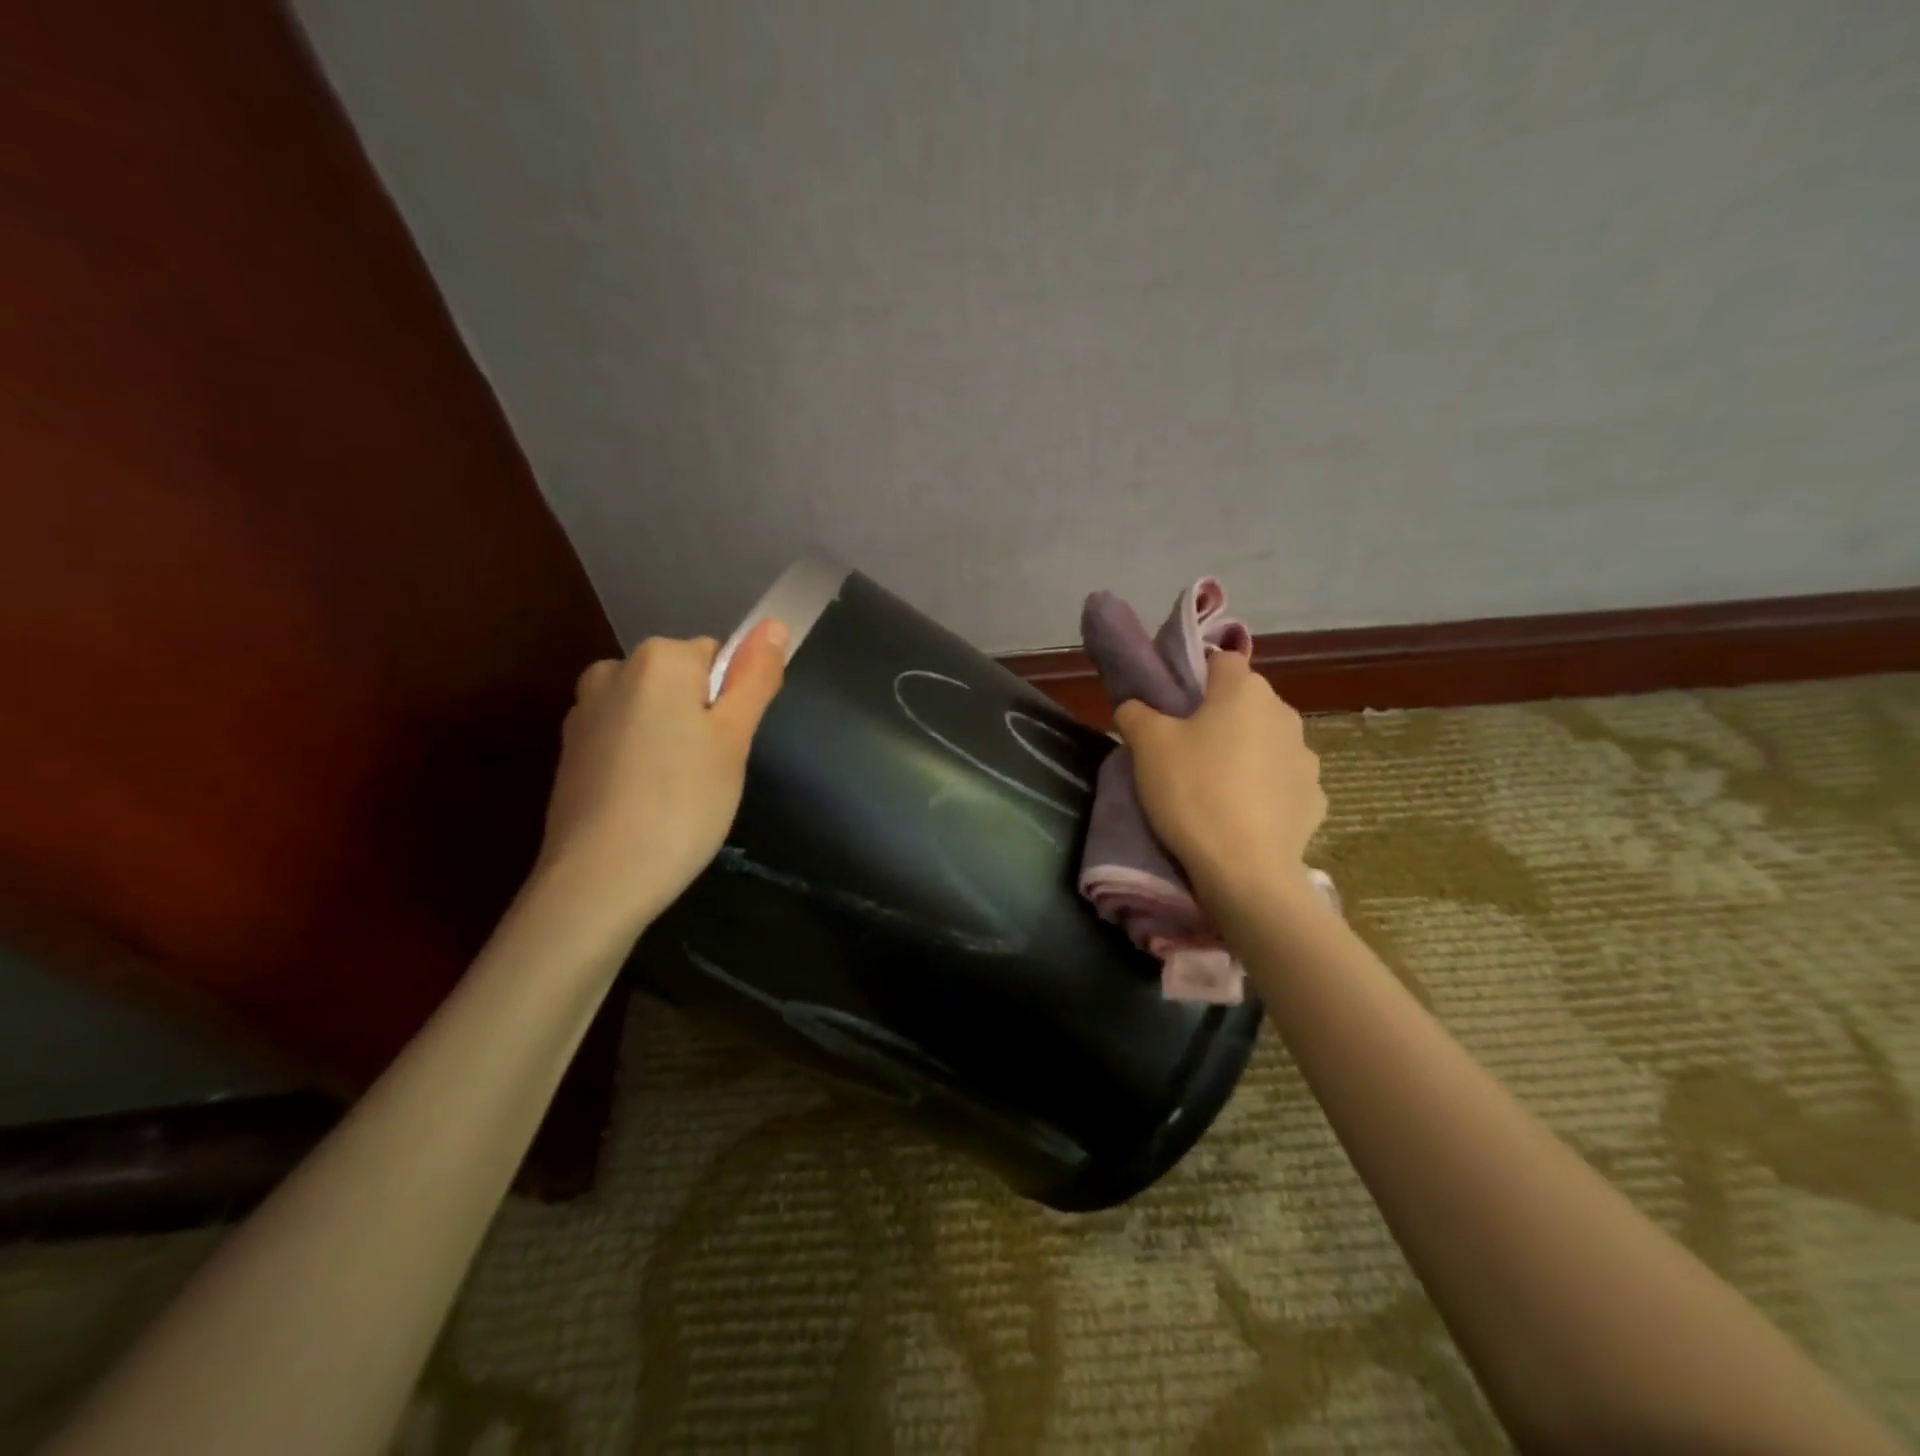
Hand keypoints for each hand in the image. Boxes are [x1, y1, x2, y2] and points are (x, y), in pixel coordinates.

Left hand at [534, 621, 787, 934]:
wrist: (598, 879)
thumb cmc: (683, 802)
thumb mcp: (734, 739)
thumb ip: (755, 678)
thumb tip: (774, 625)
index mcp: (658, 659)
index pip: (717, 658)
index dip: (731, 703)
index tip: (728, 748)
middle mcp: (613, 670)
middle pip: (680, 682)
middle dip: (699, 719)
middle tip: (708, 773)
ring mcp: (584, 712)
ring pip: (651, 711)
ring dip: (670, 739)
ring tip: (677, 793)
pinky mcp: (570, 752)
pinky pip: (623, 739)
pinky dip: (639, 762)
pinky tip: (645, 804)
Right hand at [1114, 654, 1324, 902]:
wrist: (1244, 869)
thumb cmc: (1192, 791)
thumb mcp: (1146, 746)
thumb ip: (1136, 713)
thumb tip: (1135, 706)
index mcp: (1245, 691)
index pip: (1221, 661)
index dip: (1194, 676)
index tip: (1172, 705)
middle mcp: (1284, 714)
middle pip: (1245, 703)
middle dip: (1219, 718)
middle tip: (1184, 749)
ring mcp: (1306, 758)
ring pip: (1266, 742)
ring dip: (1245, 753)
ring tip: (1214, 787)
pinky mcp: (1314, 799)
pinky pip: (1282, 782)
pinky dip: (1264, 790)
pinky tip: (1242, 814)